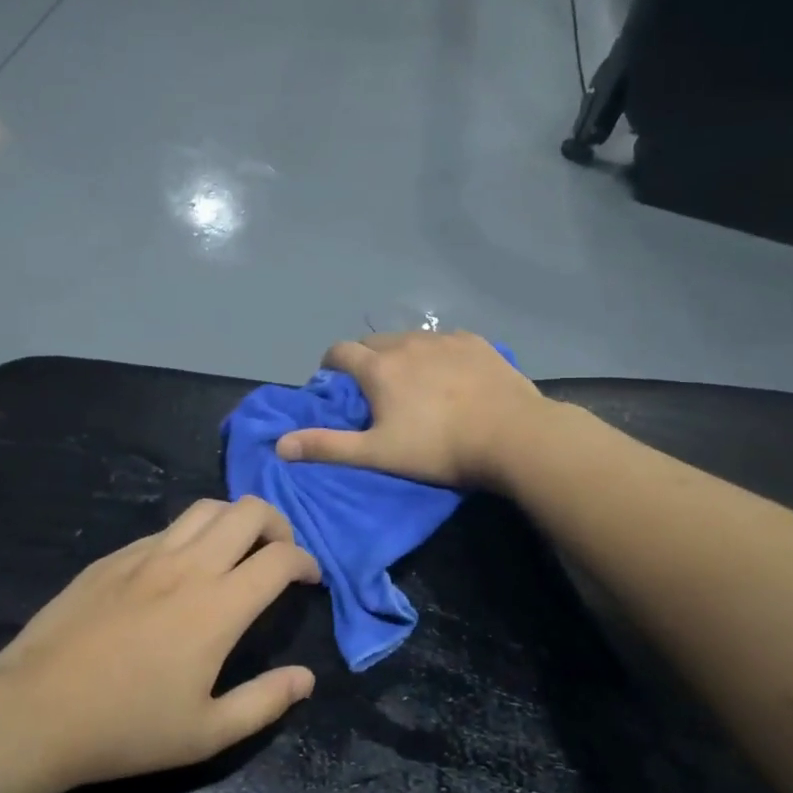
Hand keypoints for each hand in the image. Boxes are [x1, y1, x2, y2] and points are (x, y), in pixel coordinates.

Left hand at [0, 496, 320, 786]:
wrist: (35, 709)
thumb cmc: (127, 727)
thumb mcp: (206, 732)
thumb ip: (265, 701)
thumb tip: (307, 678)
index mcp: (219, 606)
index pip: (280, 557)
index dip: (306, 561)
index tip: (309, 579)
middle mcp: (188, 566)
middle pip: (248, 511)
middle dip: (277, 524)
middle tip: (278, 554)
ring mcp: (146, 555)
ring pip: (205, 508)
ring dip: (234, 520)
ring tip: (235, 550)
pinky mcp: (113, 557)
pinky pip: (166, 529)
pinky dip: (191, 535)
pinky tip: (180, 569)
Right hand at [274, 331, 544, 488]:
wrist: (512, 435)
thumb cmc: (438, 448)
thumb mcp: (377, 453)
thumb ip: (327, 446)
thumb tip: (280, 445)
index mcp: (378, 367)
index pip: (339, 352)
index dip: (331, 365)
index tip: (334, 382)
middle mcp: (406, 343)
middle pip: (374, 342)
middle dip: (365, 359)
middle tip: (373, 388)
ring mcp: (444, 339)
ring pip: (410, 340)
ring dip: (401, 355)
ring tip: (413, 382)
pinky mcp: (476, 342)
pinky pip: (445, 341)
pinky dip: (436, 353)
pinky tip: (451, 375)